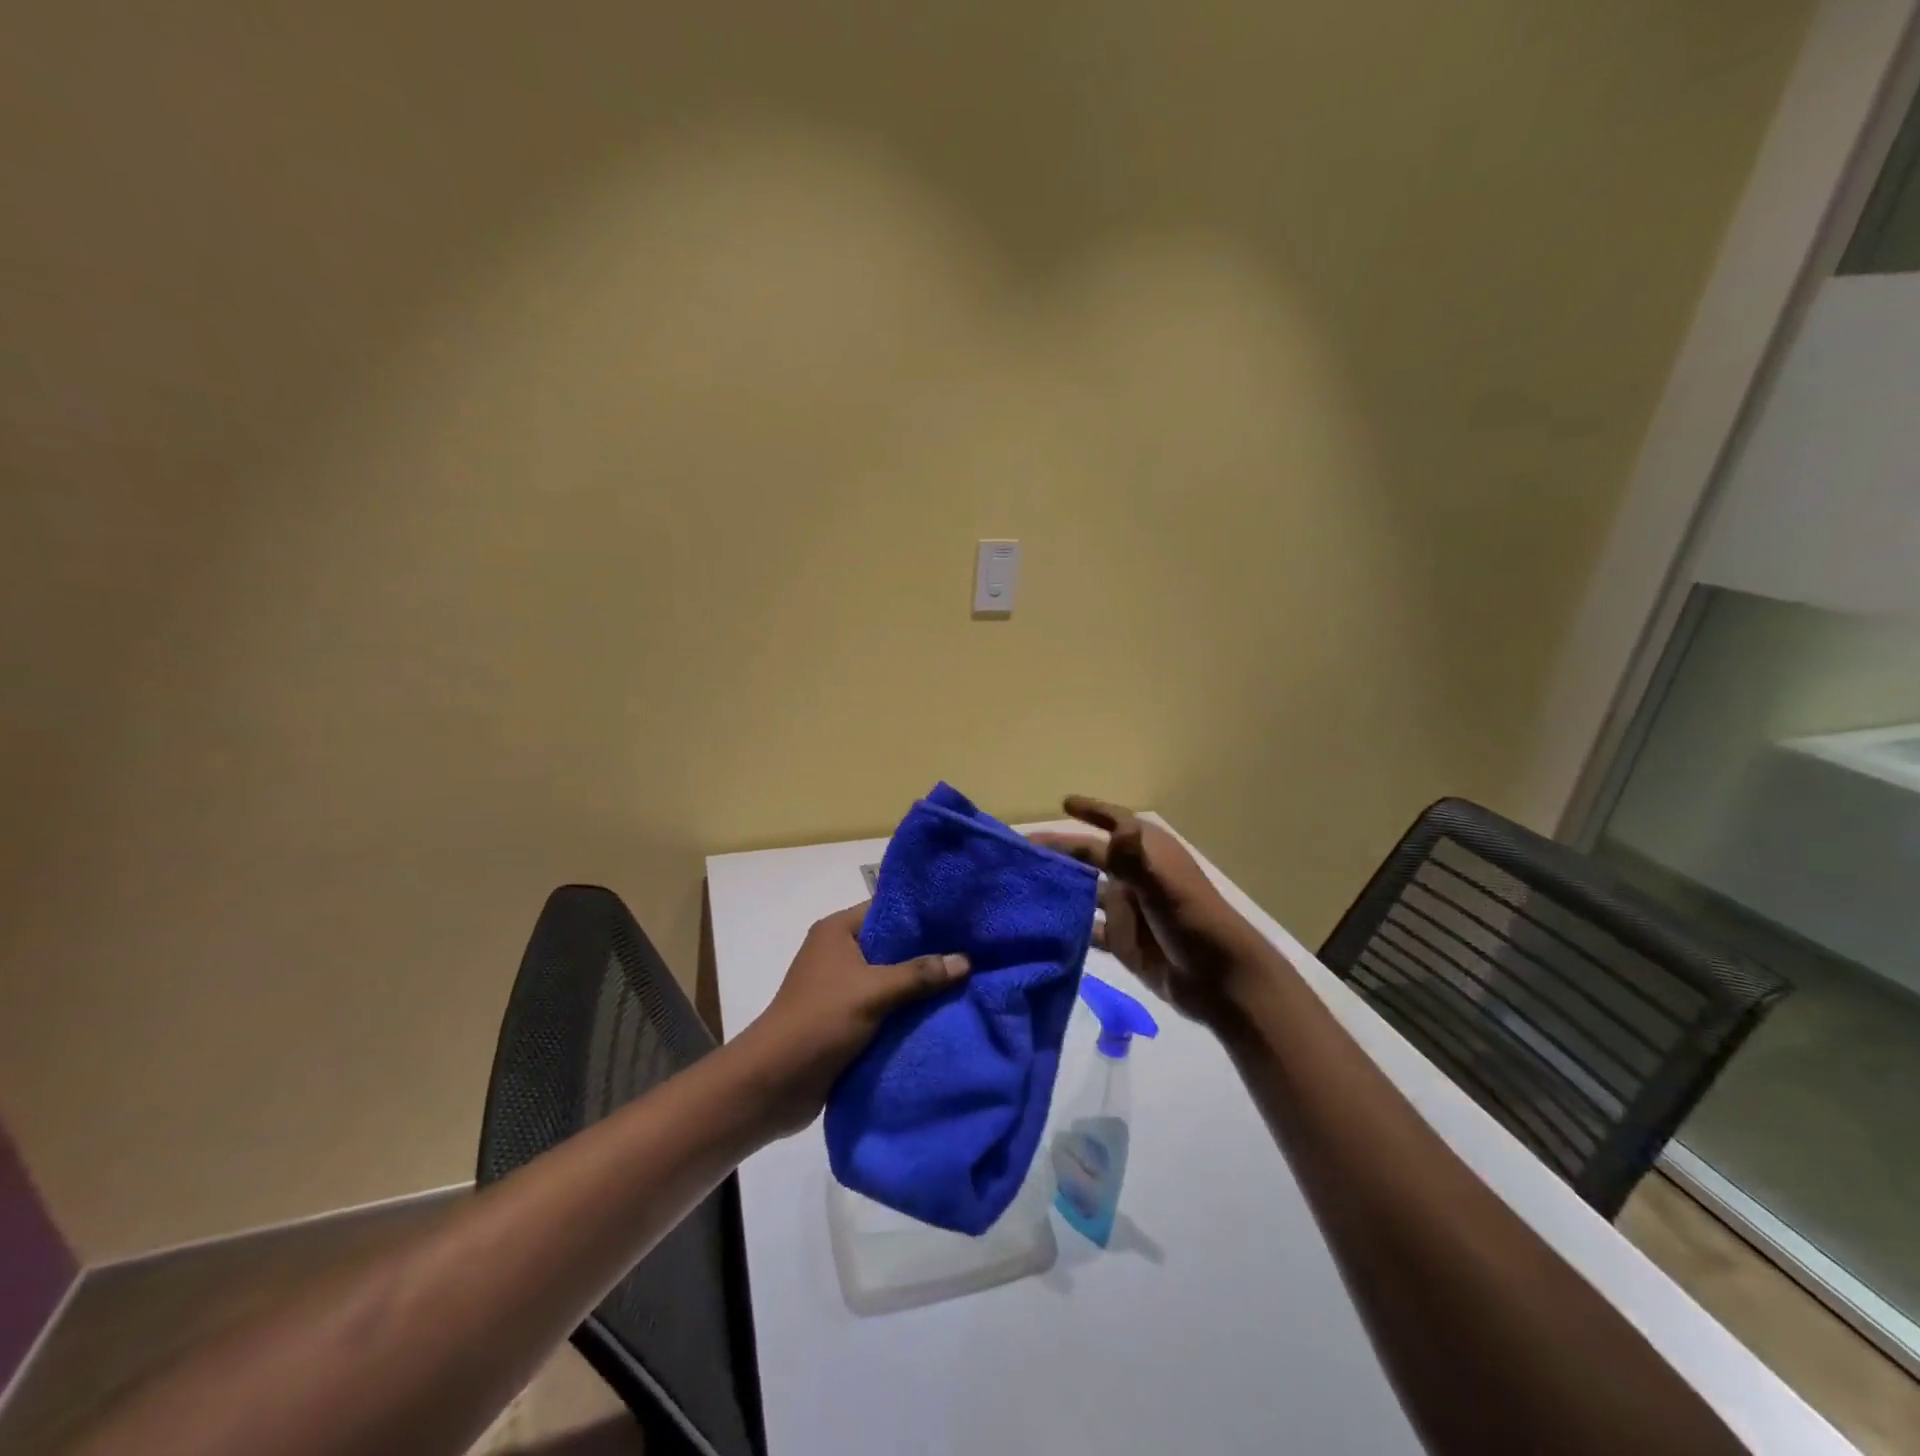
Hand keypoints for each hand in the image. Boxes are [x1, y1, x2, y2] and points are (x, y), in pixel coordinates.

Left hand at [736, 903, 968, 1135]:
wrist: (774, 1082)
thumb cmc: (820, 1020)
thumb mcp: (874, 991)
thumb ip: (920, 974)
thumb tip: (966, 960)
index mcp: (837, 931)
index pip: (886, 909)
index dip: (922, 914)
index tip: (960, 918)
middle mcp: (838, 952)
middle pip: (891, 945)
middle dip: (927, 953)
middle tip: (972, 952)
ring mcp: (840, 987)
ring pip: (890, 978)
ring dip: (918, 986)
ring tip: (966, 982)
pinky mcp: (844, 1018)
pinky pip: (883, 1006)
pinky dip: (906, 1010)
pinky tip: (942, 1012)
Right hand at [1033, 796, 1268, 1023]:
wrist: (1217, 981)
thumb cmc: (1193, 922)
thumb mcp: (1163, 886)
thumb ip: (1136, 859)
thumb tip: (1118, 825)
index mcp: (1148, 855)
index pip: (1116, 823)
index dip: (1092, 811)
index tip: (1063, 803)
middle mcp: (1135, 877)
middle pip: (1091, 856)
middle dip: (1061, 850)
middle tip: (1022, 850)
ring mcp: (1127, 910)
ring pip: (1086, 891)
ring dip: (1060, 886)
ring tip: (1023, 883)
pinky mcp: (1121, 941)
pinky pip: (1088, 927)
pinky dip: (1067, 924)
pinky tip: (1040, 924)